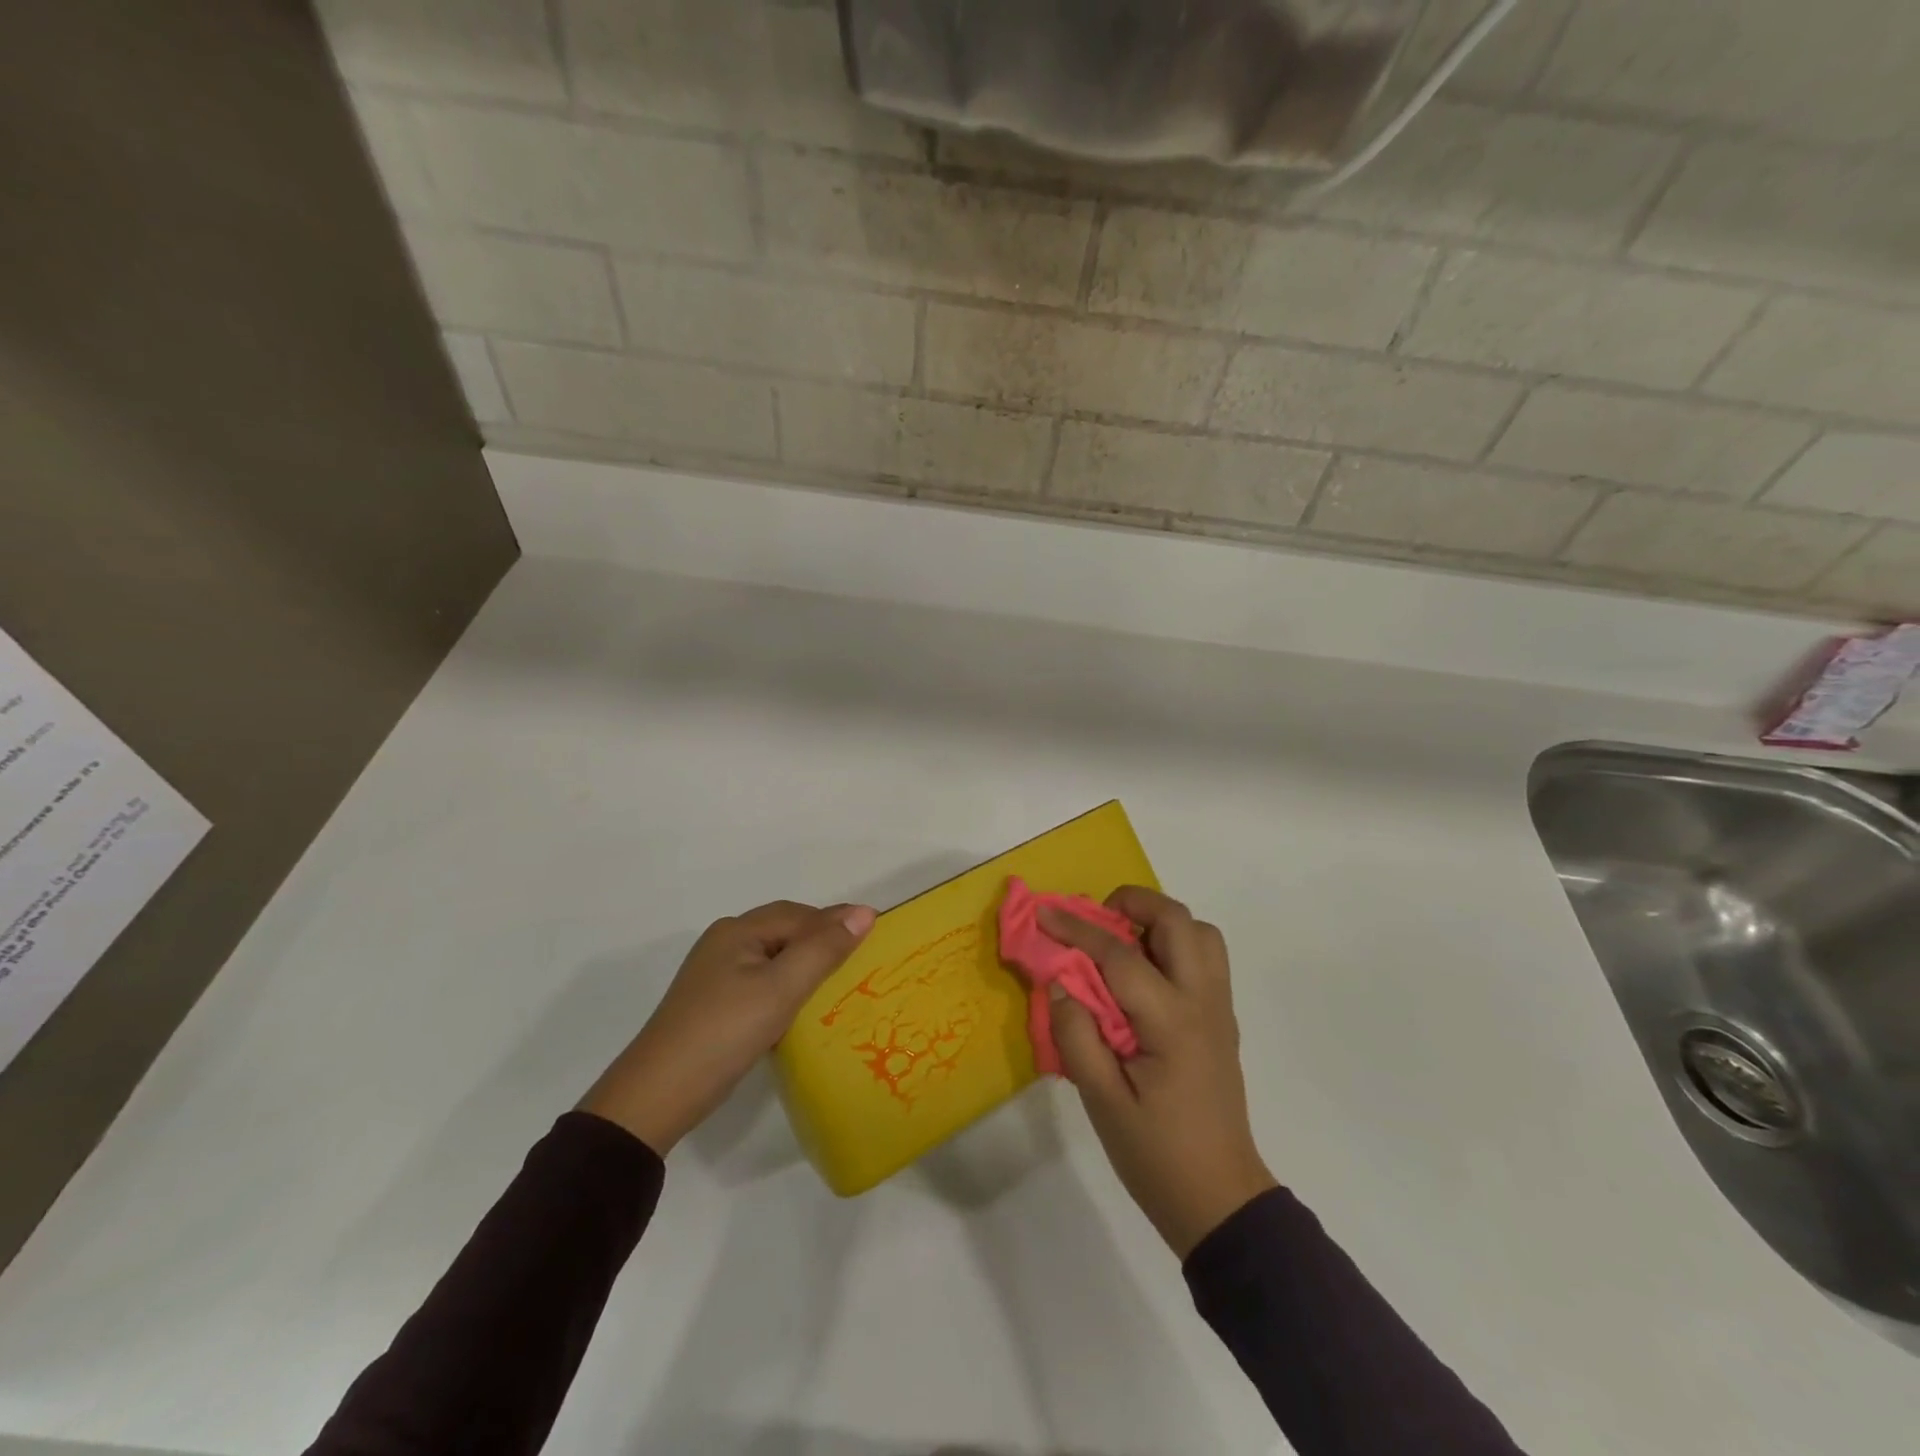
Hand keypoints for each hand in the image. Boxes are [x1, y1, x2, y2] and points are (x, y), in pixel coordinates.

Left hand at [581, 900, 874, 1153]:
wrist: (656, 1097)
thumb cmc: (724, 1033)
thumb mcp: (780, 989)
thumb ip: (823, 949)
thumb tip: (864, 912)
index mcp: (738, 930)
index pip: (800, 915)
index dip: (837, 921)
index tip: (876, 935)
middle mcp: (725, 943)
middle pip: (785, 931)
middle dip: (823, 939)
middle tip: (862, 959)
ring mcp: (715, 975)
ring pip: (774, 957)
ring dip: (806, 964)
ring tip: (839, 983)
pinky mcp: (713, 1004)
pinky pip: (762, 981)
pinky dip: (788, 986)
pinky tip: (801, 1008)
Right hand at [1041, 887, 1275, 1257]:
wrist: (1220, 1200)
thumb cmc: (1157, 1156)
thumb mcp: (1102, 1103)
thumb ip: (1077, 1036)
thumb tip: (1059, 981)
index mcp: (1172, 1022)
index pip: (1119, 955)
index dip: (1077, 929)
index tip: (1044, 913)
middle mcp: (1203, 1002)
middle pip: (1178, 921)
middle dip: (1133, 903)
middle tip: (1095, 921)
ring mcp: (1219, 1009)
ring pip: (1201, 933)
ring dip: (1160, 923)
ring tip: (1121, 944)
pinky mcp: (1222, 1020)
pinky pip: (1205, 958)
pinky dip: (1174, 945)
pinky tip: (1142, 976)